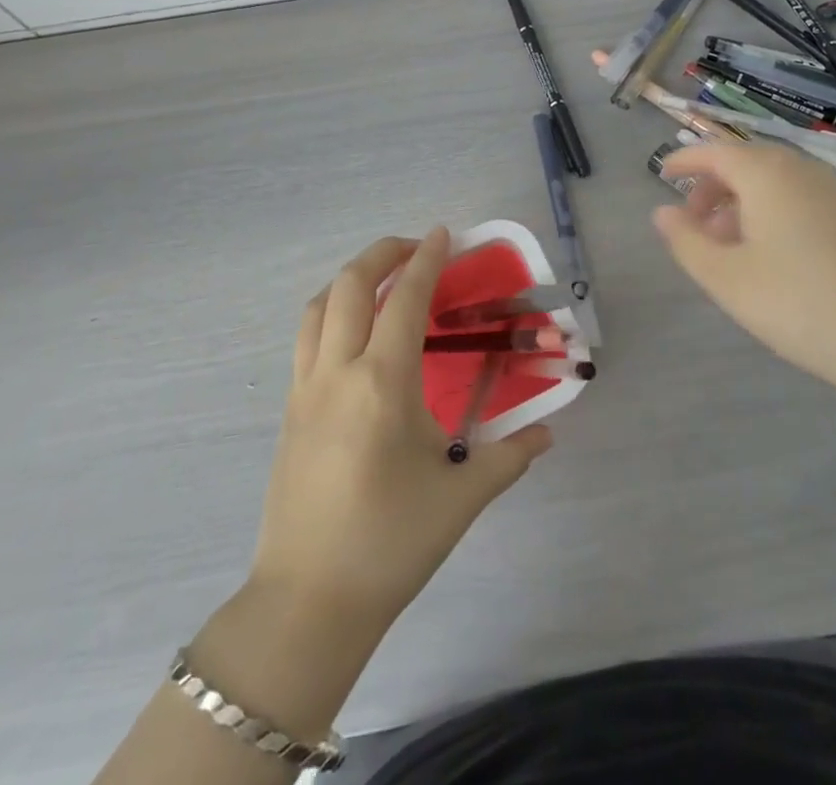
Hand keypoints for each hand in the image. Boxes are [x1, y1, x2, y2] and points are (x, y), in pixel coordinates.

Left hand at [248, 228, 552, 634]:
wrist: (307, 602)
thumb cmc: (389, 543)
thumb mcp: (461, 497)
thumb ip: (509, 457)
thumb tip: (547, 434)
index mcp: (382, 383)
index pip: (405, 299)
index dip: (426, 259)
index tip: (443, 232)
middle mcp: (338, 372)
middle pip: (350, 285)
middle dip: (382, 253)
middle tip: (415, 247)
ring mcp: (305, 389)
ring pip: (319, 306)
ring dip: (350, 278)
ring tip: (382, 280)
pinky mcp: (289, 410)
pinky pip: (306, 338)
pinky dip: (330, 311)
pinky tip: (354, 332)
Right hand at [652, 142, 835, 404]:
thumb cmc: (801, 304)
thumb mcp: (726, 279)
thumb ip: (686, 241)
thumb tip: (662, 212)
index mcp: (765, 173)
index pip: (714, 151)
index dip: (684, 160)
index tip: (661, 174)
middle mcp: (801, 170)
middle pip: (745, 164)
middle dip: (712, 188)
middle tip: (692, 225)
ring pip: (774, 184)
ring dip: (742, 204)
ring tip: (728, 247)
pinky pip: (801, 200)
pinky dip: (773, 214)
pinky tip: (773, 258)